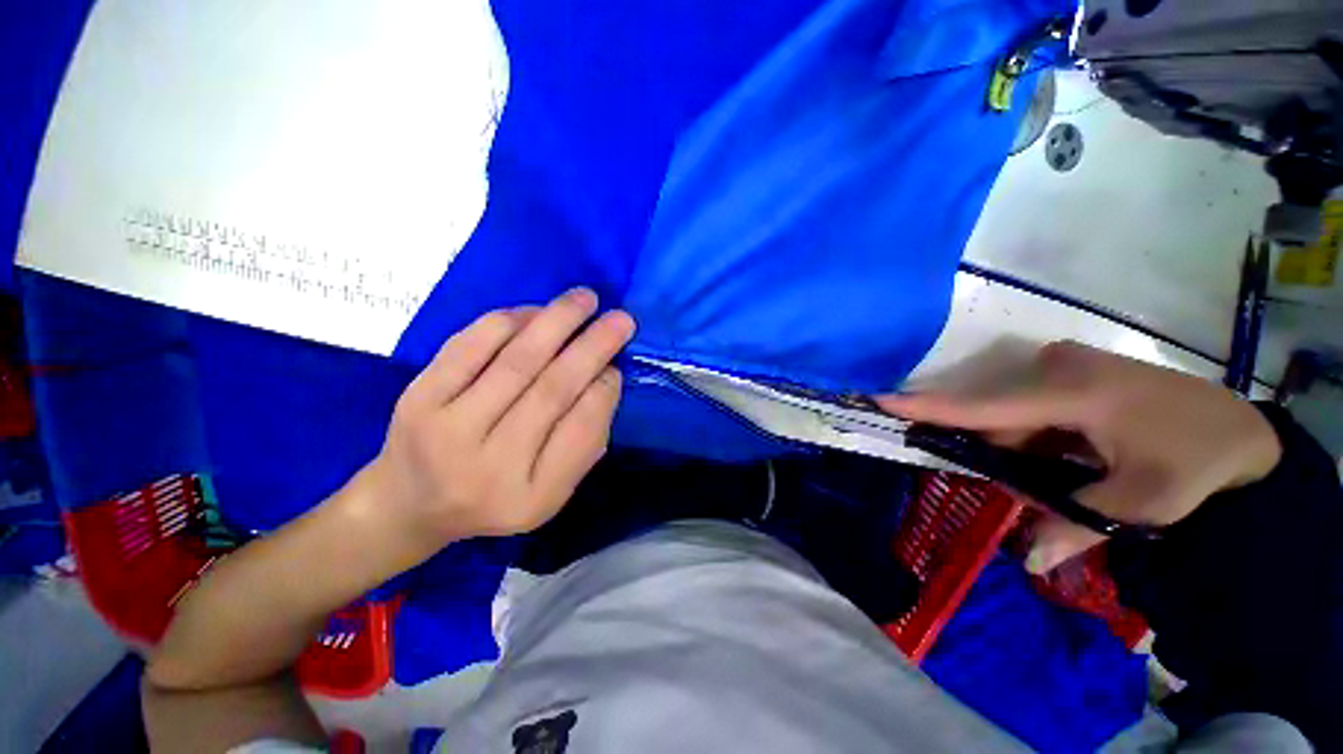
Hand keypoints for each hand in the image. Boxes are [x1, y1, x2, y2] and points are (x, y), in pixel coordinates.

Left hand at [362, 288, 634, 548]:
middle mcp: (488, 467)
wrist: (411, 503)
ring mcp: (446, 429)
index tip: (618, 365)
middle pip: (552, 390)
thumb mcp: (552, 489)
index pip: (581, 431)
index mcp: (531, 497)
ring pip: (515, 361)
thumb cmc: (496, 497)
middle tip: (621, 319)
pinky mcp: (418, 398)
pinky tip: (535, 311)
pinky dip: (508, 321)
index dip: (605, 390)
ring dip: (556, 322)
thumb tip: (605, 376)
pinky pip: (471, 346)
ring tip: (584, 299)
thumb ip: (585, 439)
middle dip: (593, 347)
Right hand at [878, 342, 1281, 573]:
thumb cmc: (1199, 459)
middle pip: (998, 417)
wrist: (1244, 432)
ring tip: (1078, 477)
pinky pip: (1031, 409)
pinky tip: (1077, 457)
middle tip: (1050, 492)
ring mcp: (1064, 366)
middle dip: (1006, 456)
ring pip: (1014, 416)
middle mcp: (1056, 368)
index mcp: (1072, 391)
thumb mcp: (1145, 503)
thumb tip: (1029, 563)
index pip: (983, 406)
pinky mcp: (1072, 372)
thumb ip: (1078, 526)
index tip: (879, 400)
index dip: (928, 407)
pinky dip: (1038, 439)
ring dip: (1026, 451)